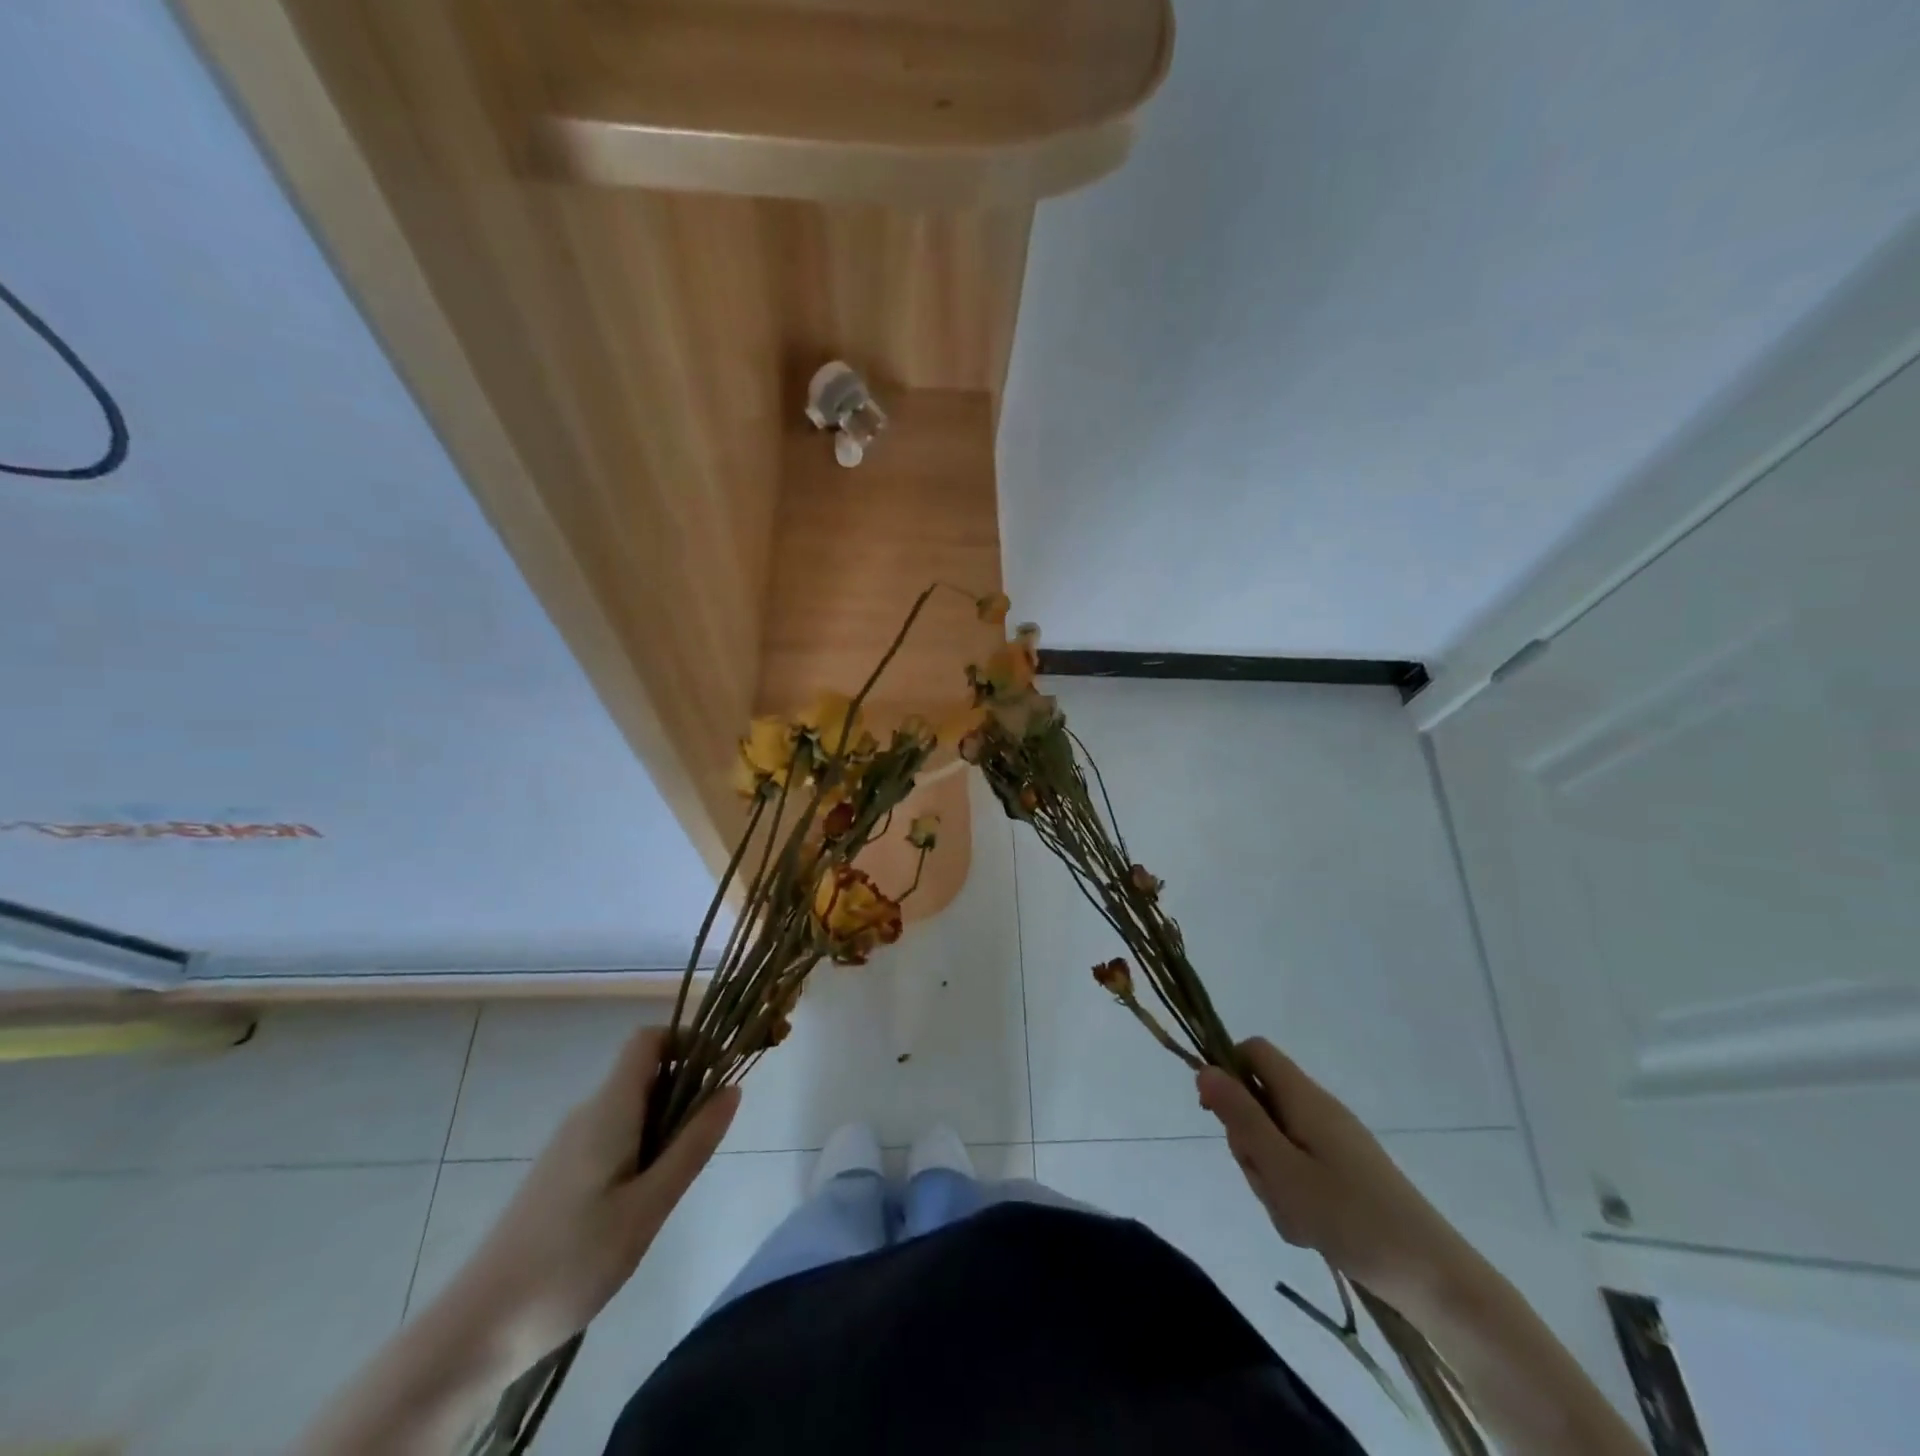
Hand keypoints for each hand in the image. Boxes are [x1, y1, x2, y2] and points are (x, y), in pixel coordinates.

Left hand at [454, 1026, 739, 1355]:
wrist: (476, 1330)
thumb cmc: (571, 1261)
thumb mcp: (648, 1206)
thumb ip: (693, 1145)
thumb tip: (732, 1088)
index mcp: (609, 1109)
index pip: (649, 1040)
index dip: (687, 1041)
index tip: (718, 1074)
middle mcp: (587, 1114)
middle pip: (645, 1074)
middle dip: (684, 1093)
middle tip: (703, 1145)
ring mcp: (568, 1145)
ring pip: (631, 1110)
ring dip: (664, 1126)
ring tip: (671, 1185)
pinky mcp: (558, 1175)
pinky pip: (612, 1137)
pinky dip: (640, 1150)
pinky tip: (637, 1206)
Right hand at [1197, 1037, 1476, 1316]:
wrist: (1436, 1279)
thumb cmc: (1351, 1218)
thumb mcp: (1281, 1168)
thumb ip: (1240, 1117)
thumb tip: (1204, 1068)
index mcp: (1304, 1097)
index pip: (1252, 1051)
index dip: (1226, 1071)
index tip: (1215, 1113)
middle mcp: (1318, 1109)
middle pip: (1259, 1100)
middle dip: (1248, 1141)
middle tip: (1267, 1180)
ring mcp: (1334, 1141)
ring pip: (1275, 1139)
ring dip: (1270, 1174)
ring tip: (1294, 1215)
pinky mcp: (1346, 1171)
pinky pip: (1298, 1167)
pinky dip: (1293, 1193)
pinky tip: (1310, 1228)